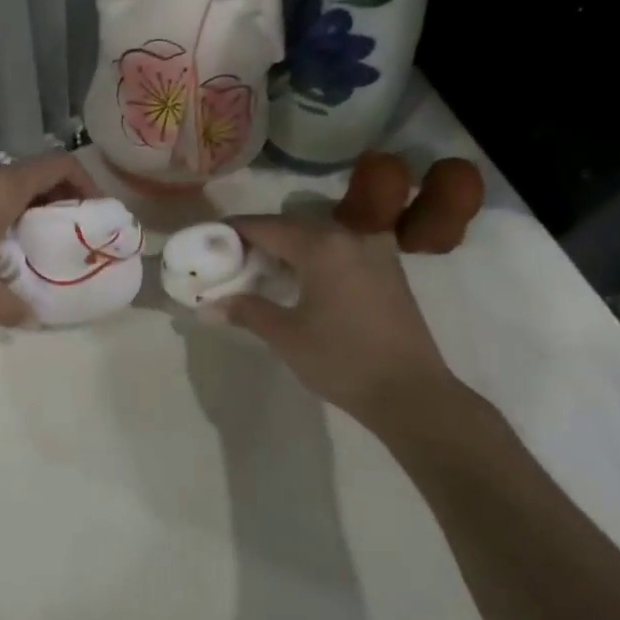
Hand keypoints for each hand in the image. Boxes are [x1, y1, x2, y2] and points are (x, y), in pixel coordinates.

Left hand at [0, 155, 100, 324]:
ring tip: (10, 236)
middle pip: (28, 171)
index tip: (91, 210)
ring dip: (12, 199)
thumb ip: (12, 307)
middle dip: (49, 197)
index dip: (85, 182)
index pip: (60, 164)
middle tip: (54, 231)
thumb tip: (33, 321)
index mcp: (2, 186)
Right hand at [218, 215, 456, 418]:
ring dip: (288, 248)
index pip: (265, 226)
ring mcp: (375, 251)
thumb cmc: (343, 361)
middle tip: (230, 259)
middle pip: (292, 226)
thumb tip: (209, 305)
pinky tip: (301, 281)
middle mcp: (350, 237)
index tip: (208, 240)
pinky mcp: (388, 270)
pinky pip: (341, 250)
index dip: (233, 231)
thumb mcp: (286, 336)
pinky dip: (315, 257)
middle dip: (259, 239)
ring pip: (318, 237)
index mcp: (322, 246)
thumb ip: (246, 311)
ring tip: (262, 271)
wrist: (412, 394)